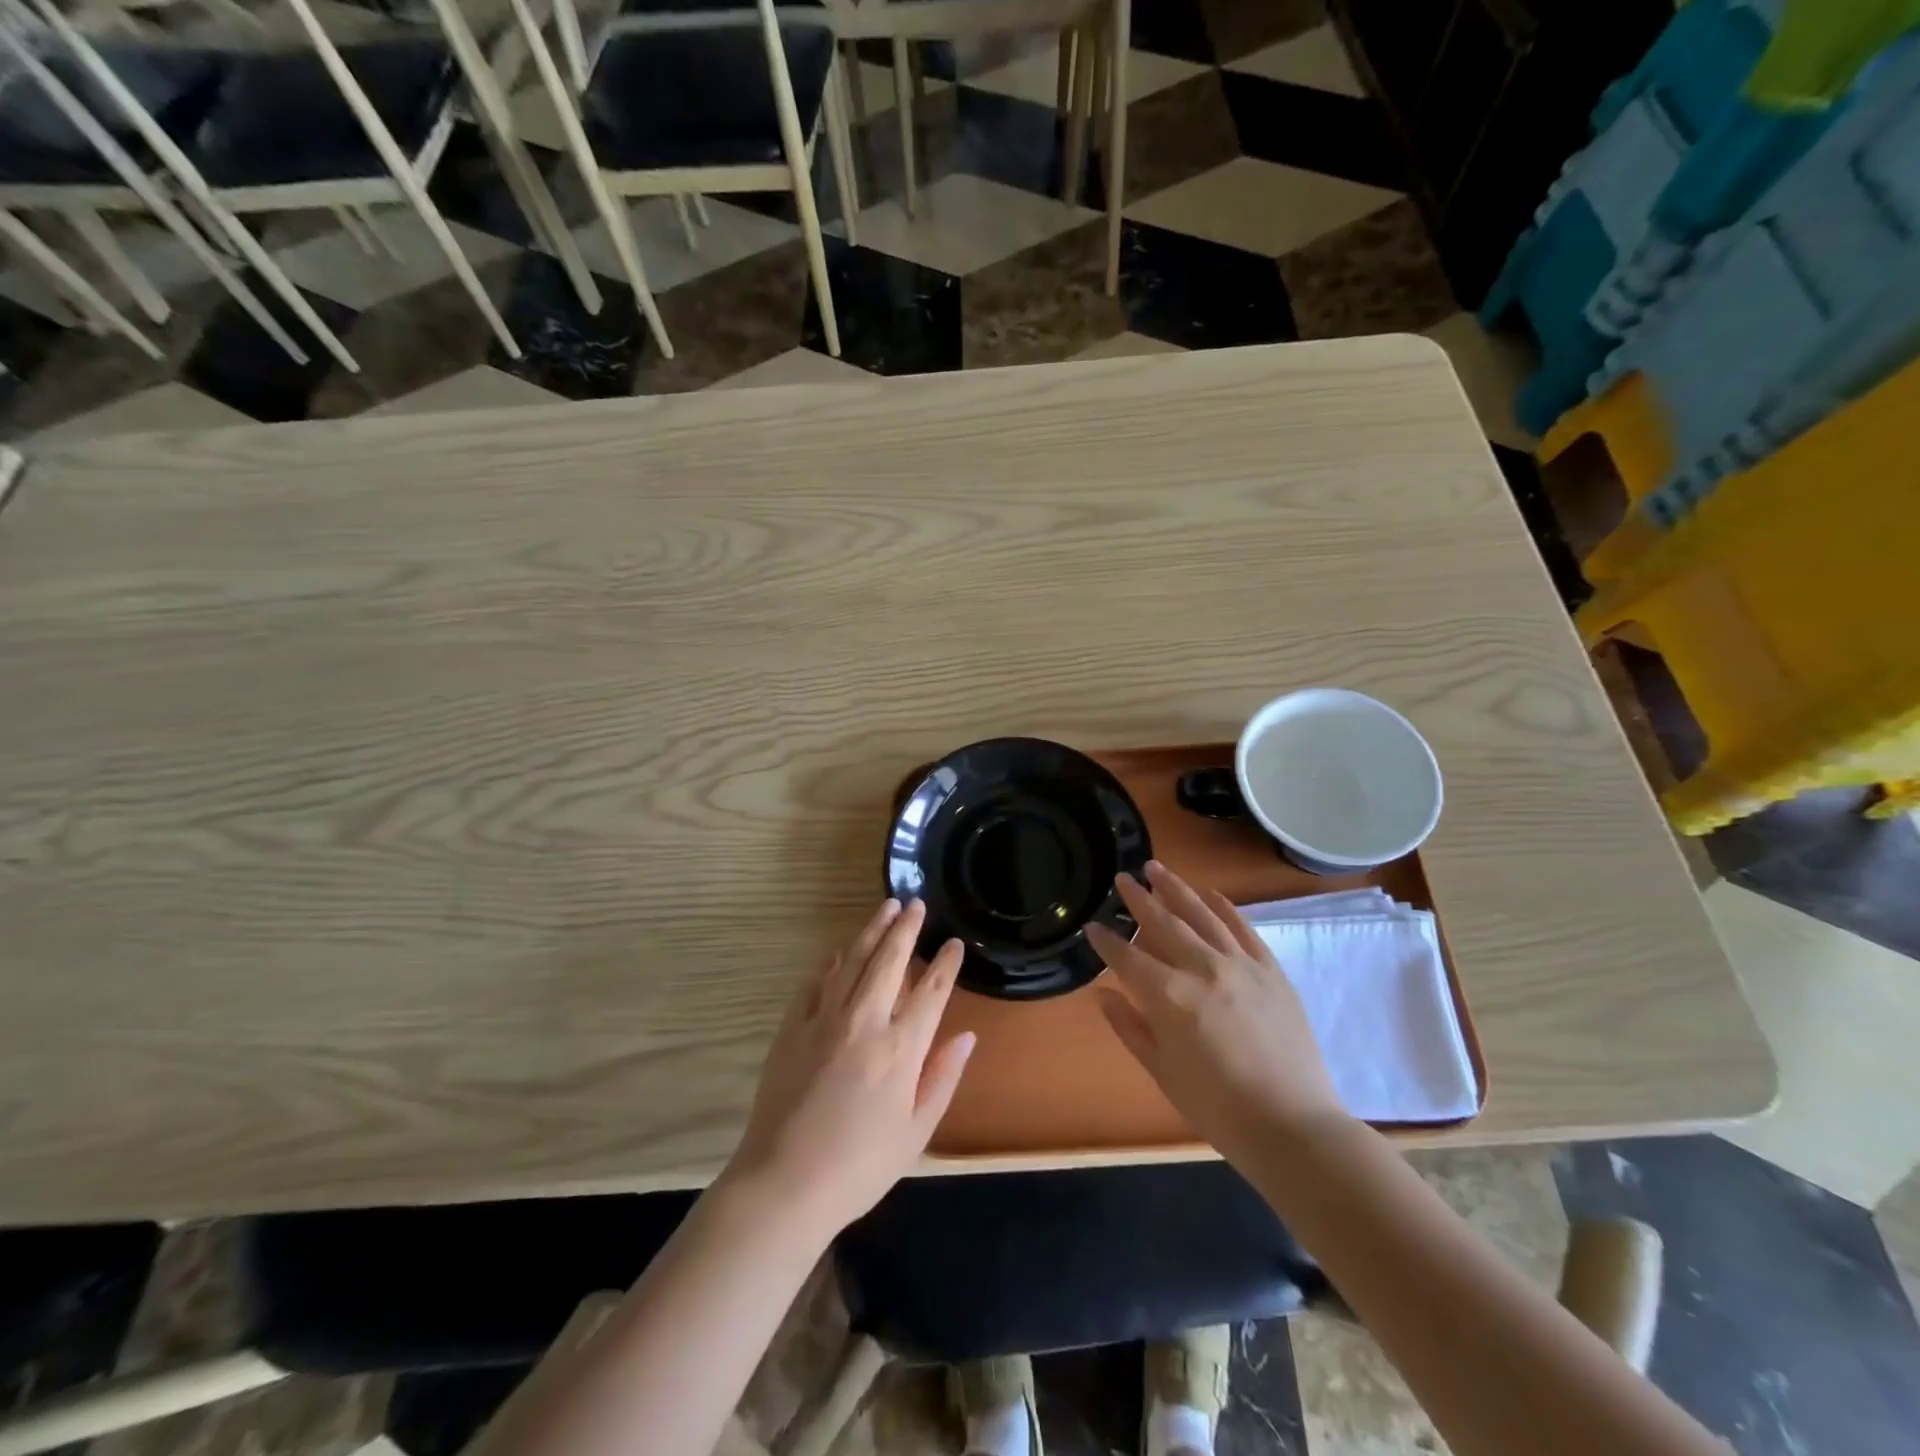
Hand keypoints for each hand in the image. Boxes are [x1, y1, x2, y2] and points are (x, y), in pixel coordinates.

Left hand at [724, 899, 974, 1237]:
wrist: (783, 1184)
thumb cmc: (860, 1166)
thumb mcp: (916, 1132)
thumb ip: (943, 1078)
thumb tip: (966, 1036)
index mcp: (901, 1049)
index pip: (930, 992)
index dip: (944, 964)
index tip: (953, 943)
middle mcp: (865, 1022)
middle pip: (890, 961)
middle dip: (907, 928)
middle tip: (917, 904)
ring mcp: (824, 1020)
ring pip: (853, 960)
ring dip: (872, 931)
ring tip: (886, 908)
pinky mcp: (792, 1027)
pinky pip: (816, 982)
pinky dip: (831, 962)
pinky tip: (840, 951)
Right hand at [1087, 862, 1346, 1158]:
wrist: (1292, 1126)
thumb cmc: (1218, 1108)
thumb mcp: (1162, 1072)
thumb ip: (1131, 1028)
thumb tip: (1104, 995)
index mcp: (1170, 996)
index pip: (1127, 957)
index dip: (1106, 941)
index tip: (1092, 926)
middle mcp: (1202, 968)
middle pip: (1163, 923)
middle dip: (1139, 899)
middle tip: (1122, 878)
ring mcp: (1240, 965)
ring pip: (1202, 915)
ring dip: (1176, 889)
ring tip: (1156, 868)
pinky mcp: (1270, 970)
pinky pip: (1243, 927)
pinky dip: (1224, 906)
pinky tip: (1208, 893)